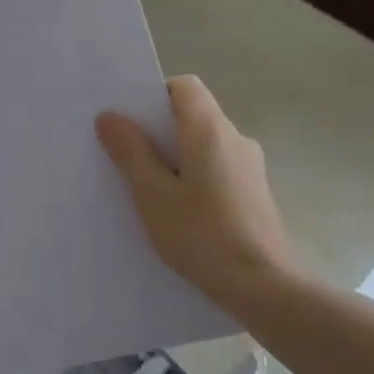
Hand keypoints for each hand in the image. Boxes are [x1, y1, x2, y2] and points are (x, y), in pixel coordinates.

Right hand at [96, 75, 298, 308]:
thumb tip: (110, 116)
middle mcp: (235, 138)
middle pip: (192, 114)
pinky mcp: (253, 192)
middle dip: (158, 130)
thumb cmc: (202, 235)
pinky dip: (193, 176)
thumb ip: (130, 151)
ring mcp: (250, 166)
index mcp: (210, 130)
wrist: (263, 287)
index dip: (154, 96)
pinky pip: (216, 167)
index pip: (184, 86)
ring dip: (175, 156)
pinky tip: (177, 210)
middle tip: (126, 156)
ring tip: (147, 188)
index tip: (130, 123)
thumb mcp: (152, 194)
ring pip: (203, 144)